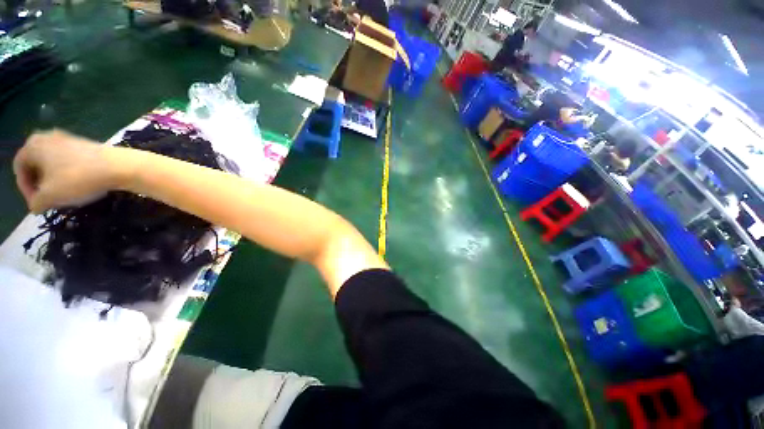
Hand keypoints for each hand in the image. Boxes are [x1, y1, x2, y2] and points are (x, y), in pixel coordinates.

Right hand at [13, 129, 125, 212]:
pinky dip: (68, 175)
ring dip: (54, 181)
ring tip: (65, 195)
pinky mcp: (85, 145)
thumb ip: (35, 202)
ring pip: (52, 164)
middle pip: (35, 165)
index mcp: (32, 145)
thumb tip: (35, 205)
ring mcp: (67, 139)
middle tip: (50, 200)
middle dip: (40, 184)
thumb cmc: (76, 178)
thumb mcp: (49, 197)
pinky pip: (68, 162)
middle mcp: (47, 136)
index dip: (25, 189)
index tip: (37, 204)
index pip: (19, 168)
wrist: (118, 166)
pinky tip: (79, 186)